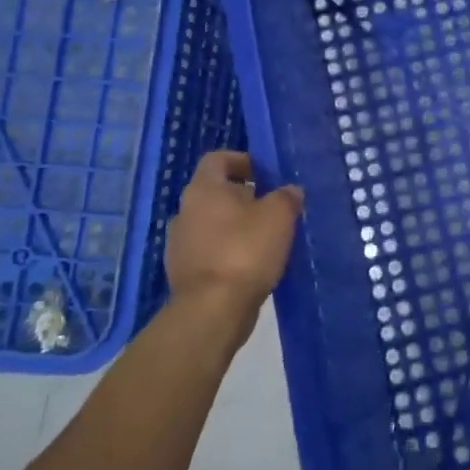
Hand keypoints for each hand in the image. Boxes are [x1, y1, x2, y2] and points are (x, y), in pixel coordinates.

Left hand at [164, 151, 302, 343]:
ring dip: (236, 227)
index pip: (218, 159)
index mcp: (204, 189)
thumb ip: (287, 197)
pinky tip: (252, 266)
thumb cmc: (245, 250)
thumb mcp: (279, 215)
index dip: (242, 161)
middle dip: (244, 197)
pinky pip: (210, 252)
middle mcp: (185, 211)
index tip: (265, 174)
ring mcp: (179, 244)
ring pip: (212, 224)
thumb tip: (290, 191)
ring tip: (266, 239)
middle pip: (215, 193)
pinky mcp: (183, 273)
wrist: (213, 310)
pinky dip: (228, 252)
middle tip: (273, 208)